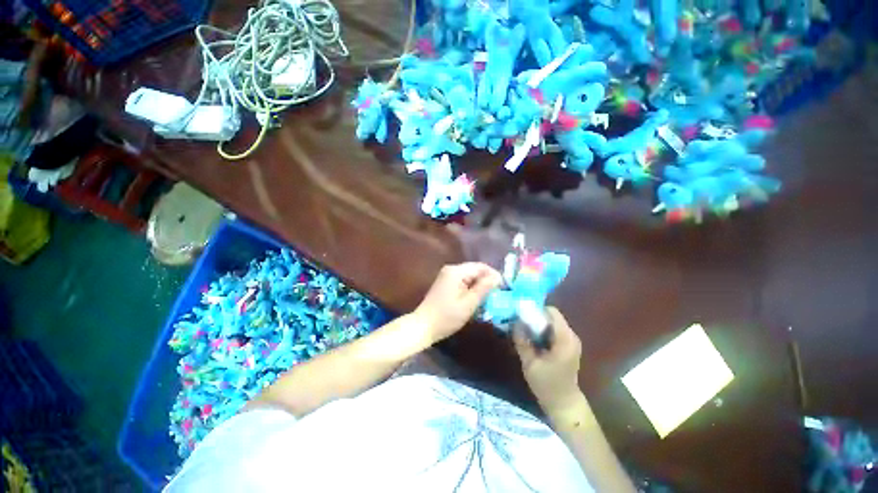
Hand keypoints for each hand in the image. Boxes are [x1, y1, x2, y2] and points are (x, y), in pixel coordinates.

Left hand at [413, 263, 502, 343]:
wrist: (423, 326)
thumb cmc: (447, 316)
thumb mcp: (469, 303)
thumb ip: (484, 288)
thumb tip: (497, 277)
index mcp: (456, 271)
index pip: (481, 267)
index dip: (494, 275)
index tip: (503, 288)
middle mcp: (451, 269)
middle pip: (475, 270)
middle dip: (487, 282)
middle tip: (497, 296)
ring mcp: (447, 276)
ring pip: (470, 277)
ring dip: (479, 286)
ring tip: (488, 300)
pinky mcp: (445, 284)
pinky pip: (463, 282)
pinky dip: (471, 289)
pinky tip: (475, 300)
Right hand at [513, 307, 583, 415]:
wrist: (564, 404)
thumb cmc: (547, 385)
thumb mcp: (529, 363)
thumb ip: (522, 340)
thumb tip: (514, 322)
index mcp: (564, 339)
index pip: (551, 312)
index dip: (535, 310)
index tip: (522, 314)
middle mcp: (571, 336)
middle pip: (551, 315)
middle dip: (535, 316)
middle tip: (520, 322)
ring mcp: (571, 340)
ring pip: (551, 321)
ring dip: (538, 323)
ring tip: (524, 330)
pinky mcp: (568, 344)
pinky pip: (554, 329)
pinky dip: (542, 330)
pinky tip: (532, 338)